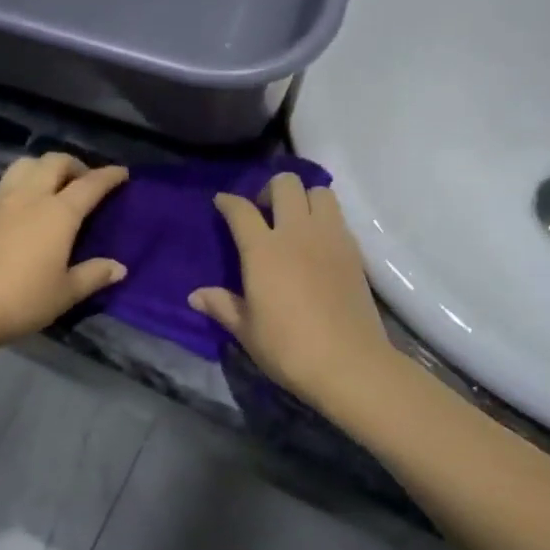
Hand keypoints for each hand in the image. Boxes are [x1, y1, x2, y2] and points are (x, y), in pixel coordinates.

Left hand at [0, 153, 129, 357]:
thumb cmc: (21, 300)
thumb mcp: (65, 293)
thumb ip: (93, 275)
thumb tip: (119, 267)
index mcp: (58, 212)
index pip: (90, 184)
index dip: (109, 175)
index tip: (122, 173)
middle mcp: (30, 198)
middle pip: (54, 162)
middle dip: (75, 165)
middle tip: (84, 182)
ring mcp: (0, 202)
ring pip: (24, 165)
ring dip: (44, 168)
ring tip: (52, 187)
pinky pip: (6, 186)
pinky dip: (22, 187)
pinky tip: (23, 212)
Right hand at [189, 173, 394, 411]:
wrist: (350, 364)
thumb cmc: (289, 348)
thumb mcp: (247, 331)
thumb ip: (222, 306)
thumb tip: (195, 296)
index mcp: (263, 250)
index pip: (241, 210)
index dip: (228, 201)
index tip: (222, 202)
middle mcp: (296, 233)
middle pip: (285, 184)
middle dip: (269, 190)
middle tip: (264, 212)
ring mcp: (329, 238)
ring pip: (319, 192)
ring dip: (303, 197)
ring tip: (295, 221)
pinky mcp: (353, 250)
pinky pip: (337, 217)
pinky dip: (324, 218)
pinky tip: (317, 243)